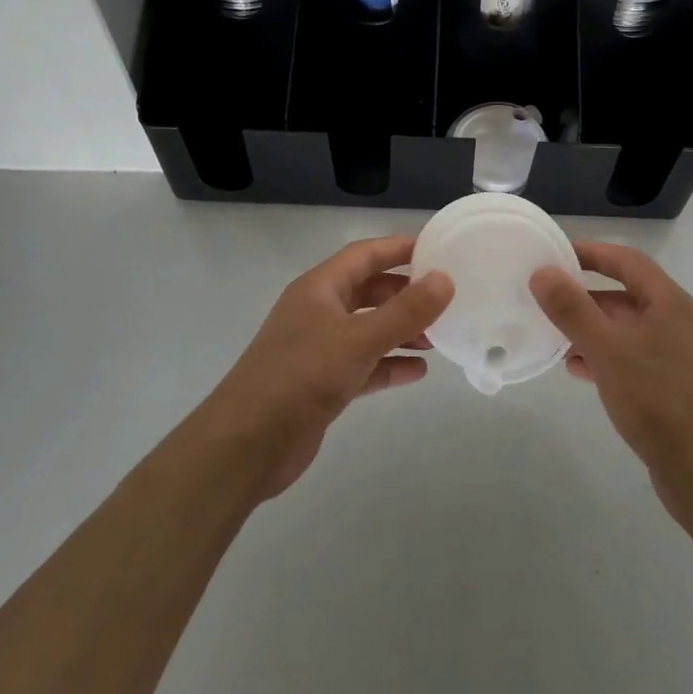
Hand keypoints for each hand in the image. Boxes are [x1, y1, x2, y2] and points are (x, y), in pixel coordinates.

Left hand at [205, 237, 452, 499]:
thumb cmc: (302, 376)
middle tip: (444, 299)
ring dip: (401, 331)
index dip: (400, 248)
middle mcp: (318, 311)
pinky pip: (363, 365)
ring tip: (437, 338)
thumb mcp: (359, 339)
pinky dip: (388, 365)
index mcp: (319, 288)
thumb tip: (445, 279)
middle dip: (405, 293)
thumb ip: (405, 311)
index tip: (438, 249)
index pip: (365, 254)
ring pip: (368, 329)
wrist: (246, 445)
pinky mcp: (321, 384)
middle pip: (368, 290)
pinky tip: (417, 373)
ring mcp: (318, 348)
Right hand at [531, 242, 692, 512]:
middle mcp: (677, 321)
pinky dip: (605, 356)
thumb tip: (542, 272)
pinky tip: (579, 370)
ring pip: (627, 328)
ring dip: (592, 328)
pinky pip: (632, 357)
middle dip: (585, 295)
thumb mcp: (607, 350)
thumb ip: (572, 309)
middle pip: (626, 293)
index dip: (591, 252)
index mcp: (669, 302)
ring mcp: (678, 355)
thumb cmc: (657, 400)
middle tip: (547, 299)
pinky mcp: (673, 386)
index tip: (555, 254)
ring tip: (555, 337)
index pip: (626, 259)